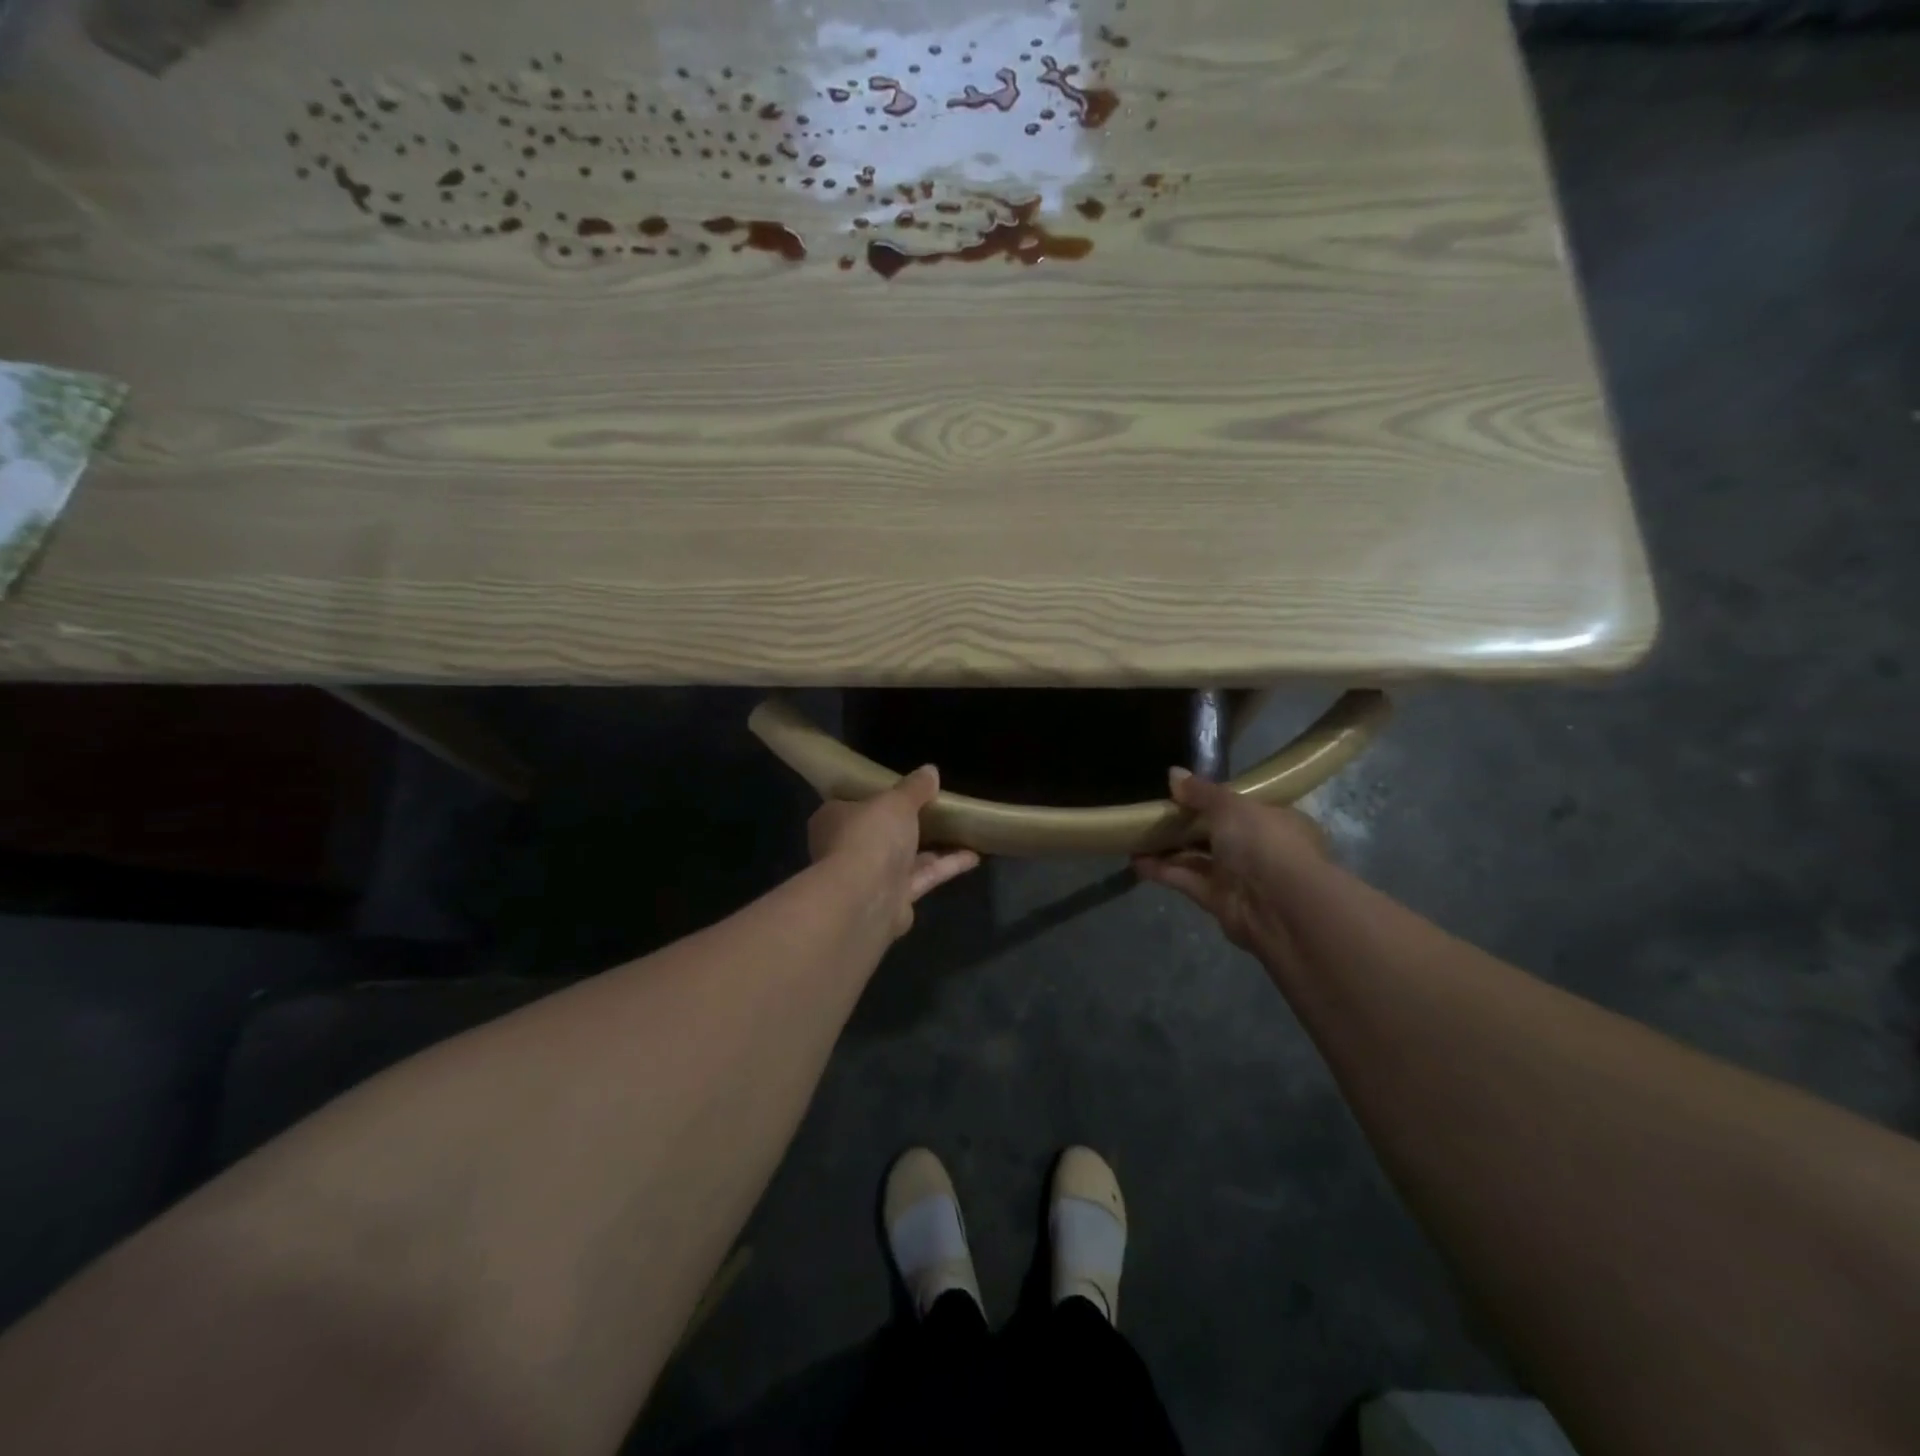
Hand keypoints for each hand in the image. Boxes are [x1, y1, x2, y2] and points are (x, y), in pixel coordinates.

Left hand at [808, 766, 980, 937]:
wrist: (864, 899)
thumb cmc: (870, 836)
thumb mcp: (896, 801)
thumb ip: (914, 788)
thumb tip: (930, 770)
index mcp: (834, 820)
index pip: (853, 804)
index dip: (878, 797)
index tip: (904, 791)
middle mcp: (847, 849)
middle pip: (880, 833)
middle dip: (908, 825)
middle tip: (938, 810)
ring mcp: (869, 879)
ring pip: (904, 858)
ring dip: (934, 847)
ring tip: (964, 831)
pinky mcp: (892, 901)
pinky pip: (922, 878)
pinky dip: (945, 867)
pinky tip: (974, 856)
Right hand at [1132, 768, 1329, 959]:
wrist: (1281, 907)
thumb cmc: (1264, 843)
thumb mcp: (1231, 806)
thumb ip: (1201, 792)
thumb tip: (1173, 773)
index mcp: (1274, 819)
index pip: (1241, 805)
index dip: (1211, 798)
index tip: (1180, 791)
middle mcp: (1259, 848)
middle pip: (1215, 832)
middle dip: (1184, 824)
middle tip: (1150, 812)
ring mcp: (1240, 877)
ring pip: (1198, 858)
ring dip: (1168, 848)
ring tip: (1134, 835)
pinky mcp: (1220, 902)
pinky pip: (1188, 881)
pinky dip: (1164, 871)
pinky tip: (1136, 861)